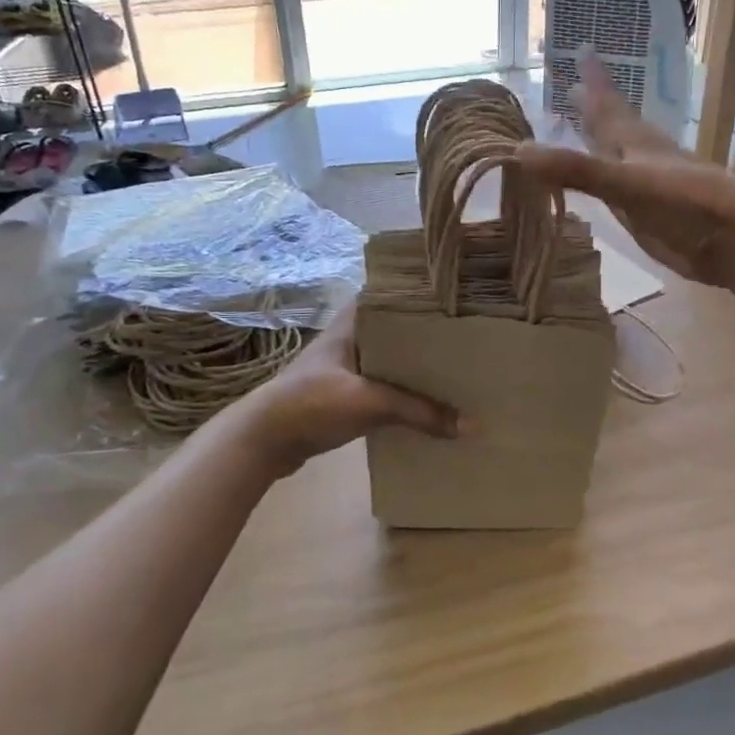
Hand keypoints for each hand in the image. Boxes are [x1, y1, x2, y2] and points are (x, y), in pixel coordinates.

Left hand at [230, 303, 460, 470]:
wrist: (263, 441)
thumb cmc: (312, 403)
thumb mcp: (369, 403)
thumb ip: (419, 412)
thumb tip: (472, 426)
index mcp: (352, 322)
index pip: (391, 293)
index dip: (420, 293)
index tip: (454, 297)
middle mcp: (350, 338)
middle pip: (396, 329)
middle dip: (426, 334)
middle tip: (465, 336)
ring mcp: (346, 367)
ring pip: (390, 359)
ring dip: (415, 365)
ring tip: (455, 367)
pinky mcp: (344, 395)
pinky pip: (383, 386)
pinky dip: (403, 392)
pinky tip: (427, 401)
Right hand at [516, 53, 734, 287]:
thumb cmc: (686, 204)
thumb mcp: (626, 184)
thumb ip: (576, 170)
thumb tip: (518, 151)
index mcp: (636, 142)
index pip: (608, 103)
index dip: (594, 78)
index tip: (583, 47)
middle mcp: (640, 157)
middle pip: (613, 124)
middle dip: (594, 105)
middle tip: (572, 85)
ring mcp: (647, 186)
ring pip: (617, 154)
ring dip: (600, 139)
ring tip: (583, 124)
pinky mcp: (650, 214)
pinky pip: (618, 186)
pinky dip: (606, 176)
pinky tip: (604, 180)